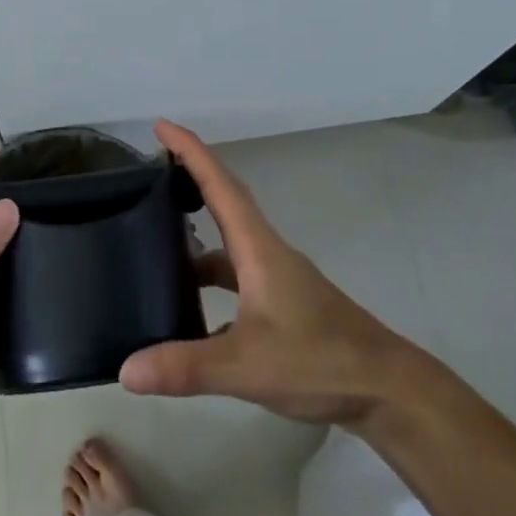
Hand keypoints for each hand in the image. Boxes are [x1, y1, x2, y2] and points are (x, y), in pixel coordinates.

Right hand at [120, 121, 430, 427]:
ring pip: (229, 242)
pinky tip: (187, 309)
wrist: (389, 391)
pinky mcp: (283, 303)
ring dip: (197, 234)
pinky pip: (236, 275)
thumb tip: (126, 370)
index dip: (190, 151)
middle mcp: (266, 252)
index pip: (219, 185)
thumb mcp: (246, 366)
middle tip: (151, 168)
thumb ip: (186, 367)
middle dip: (190, 177)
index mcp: (257, 248)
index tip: (161, 125)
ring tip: (154, 240)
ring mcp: (277, 278)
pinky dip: (210, 277)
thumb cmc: (320, 361)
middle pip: (224, 201)